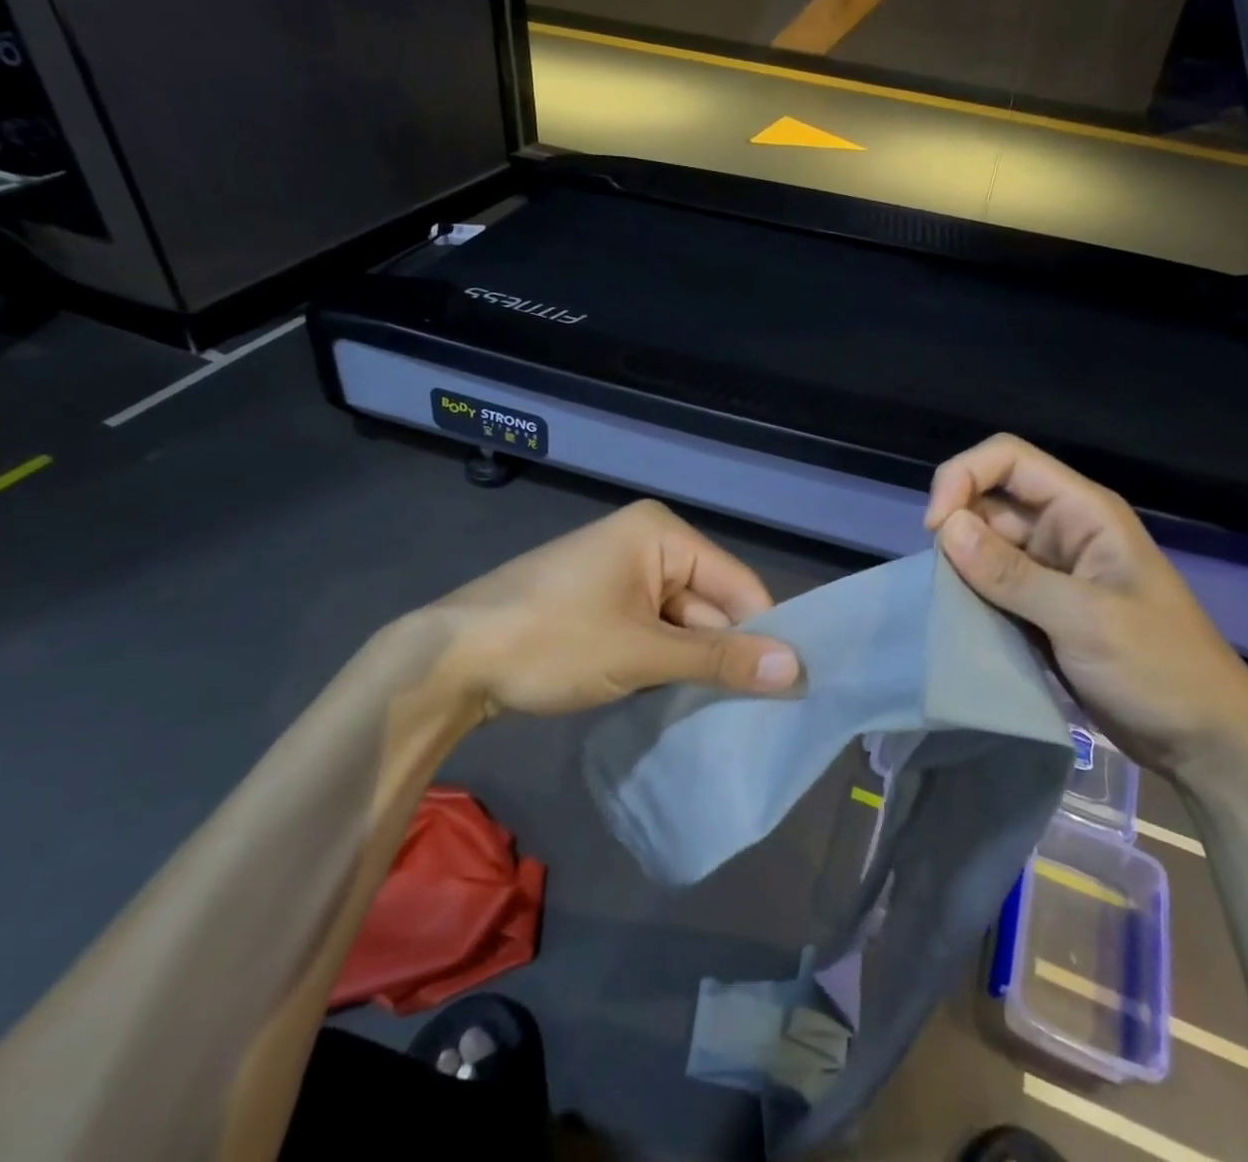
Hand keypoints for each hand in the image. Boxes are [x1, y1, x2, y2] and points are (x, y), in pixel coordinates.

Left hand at [427, 499, 801, 716]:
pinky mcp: (599, 604)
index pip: (737, 583)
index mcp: (661, 533)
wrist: (449, 660)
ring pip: (679, 623)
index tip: (786, 688)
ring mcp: (619, 574)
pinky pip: (650, 631)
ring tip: (716, 713)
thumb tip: (798, 669)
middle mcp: (646, 542)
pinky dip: (661, 663)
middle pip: (708, 603)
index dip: (763, 633)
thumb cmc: (553, 642)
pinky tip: (671, 699)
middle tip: (751, 713)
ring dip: (690, 664)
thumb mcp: (643, 653)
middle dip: (722, 654)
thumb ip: (720, 660)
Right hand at [924, 434, 1247, 779]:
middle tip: (939, 579)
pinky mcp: (1038, 607)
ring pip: (982, 544)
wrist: (1204, 742)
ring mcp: (1048, 570)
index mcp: (1082, 512)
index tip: (937, 528)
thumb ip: (1012, 574)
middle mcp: (1061, 529)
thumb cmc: (1159, 669)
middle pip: (988, 499)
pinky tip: (958, 622)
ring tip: (946, 604)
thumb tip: (946, 528)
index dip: (964, 477)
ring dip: (958, 566)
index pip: (1008, 459)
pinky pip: (989, 584)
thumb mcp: (1085, 619)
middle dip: (955, 527)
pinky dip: (968, 596)